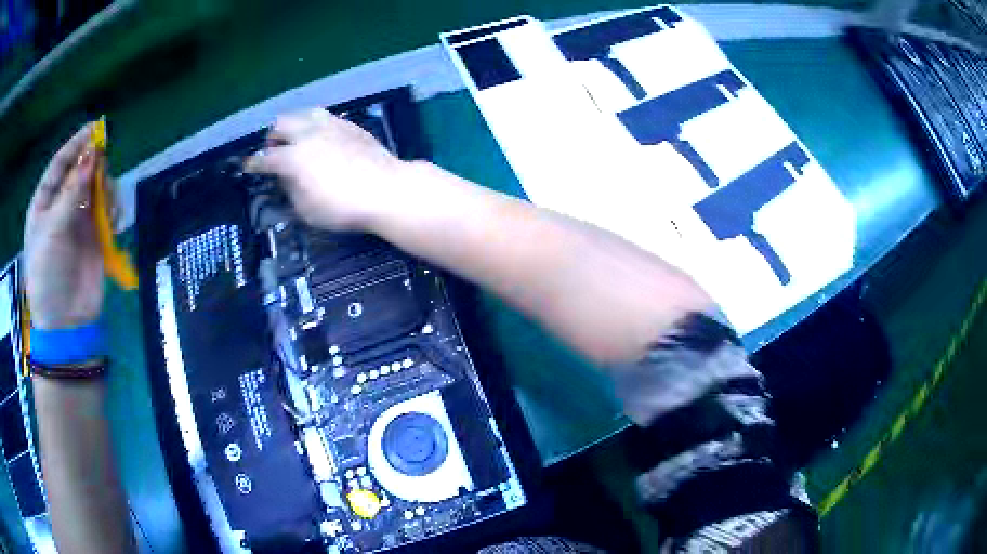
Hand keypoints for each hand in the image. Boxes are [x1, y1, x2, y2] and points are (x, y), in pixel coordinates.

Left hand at [24, 123, 104, 329]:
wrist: (66, 323)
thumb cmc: (49, 275)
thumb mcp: (53, 230)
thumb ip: (72, 192)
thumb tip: (93, 155)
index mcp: (44, 204)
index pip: (59, 165)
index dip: (75, 146)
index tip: (94, 129)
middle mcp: (61, 207)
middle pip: (80, 172)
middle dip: (93, 165)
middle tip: (104, 164)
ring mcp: (78, 221)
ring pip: (96, 188)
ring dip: (104, 188)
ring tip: (107, 204)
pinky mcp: (95, 237)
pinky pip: (107, 211)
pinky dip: (112, 209)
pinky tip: (113, 220)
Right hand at [244, 108, 410, 231]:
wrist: (386, 190)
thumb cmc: (343, 207)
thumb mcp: (306, 210)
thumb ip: (290, 190)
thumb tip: (286, 178)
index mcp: (293, 157)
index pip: (265, 158)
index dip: (253, 164)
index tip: (247, 166)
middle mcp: (308, 134)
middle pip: (281, 125)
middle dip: (272, 137)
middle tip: (273, 150)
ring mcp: (330, 125)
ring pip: (303, 113)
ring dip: (293, 124)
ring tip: (295, 137)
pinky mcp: (349, 124)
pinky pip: (325, 117)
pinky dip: (314, 124)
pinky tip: (320, 135)